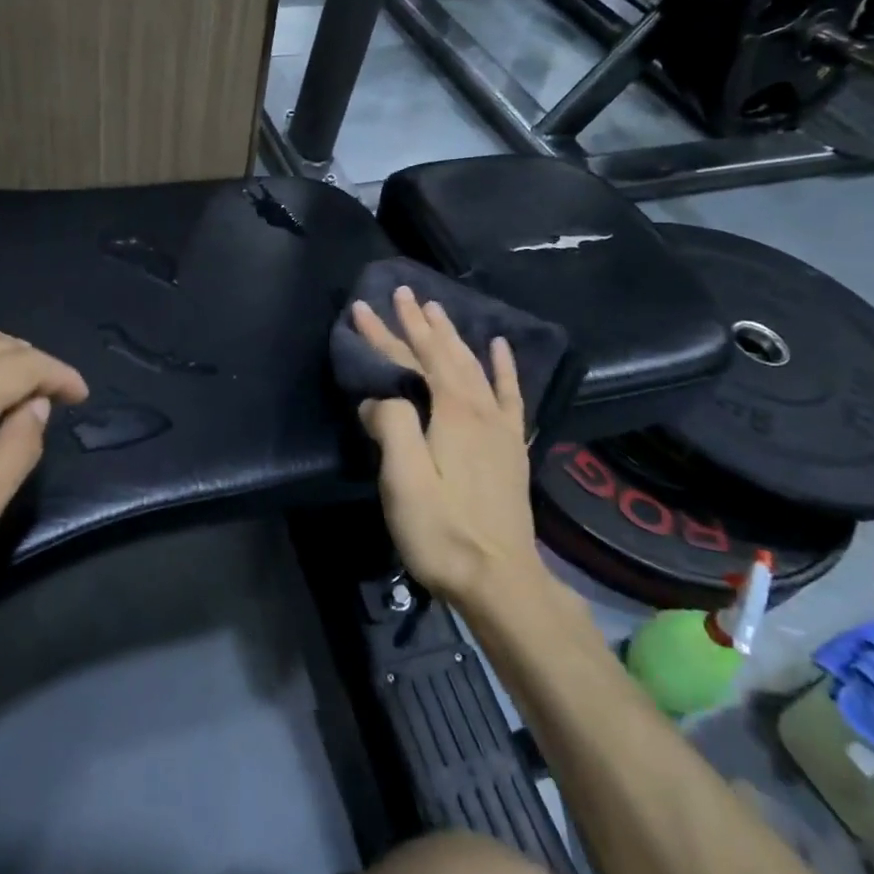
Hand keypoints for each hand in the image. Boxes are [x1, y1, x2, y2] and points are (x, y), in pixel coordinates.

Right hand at [352, 288, 542, 609]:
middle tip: (402, 293)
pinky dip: (502, 366)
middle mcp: (477, 410)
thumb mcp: (404, 482)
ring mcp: (499, 427)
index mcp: (449, 413)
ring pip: (471, 366)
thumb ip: (391, 428)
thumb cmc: (443, 533)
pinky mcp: (511, 446)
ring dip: (451, 335)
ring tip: (437, 309)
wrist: (502, 581)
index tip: (363, 307)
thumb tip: (377, 398)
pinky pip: (508, 394)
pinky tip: (498, 346)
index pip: (410, 361)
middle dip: (418, 323)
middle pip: (443, 355)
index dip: (384, 333)